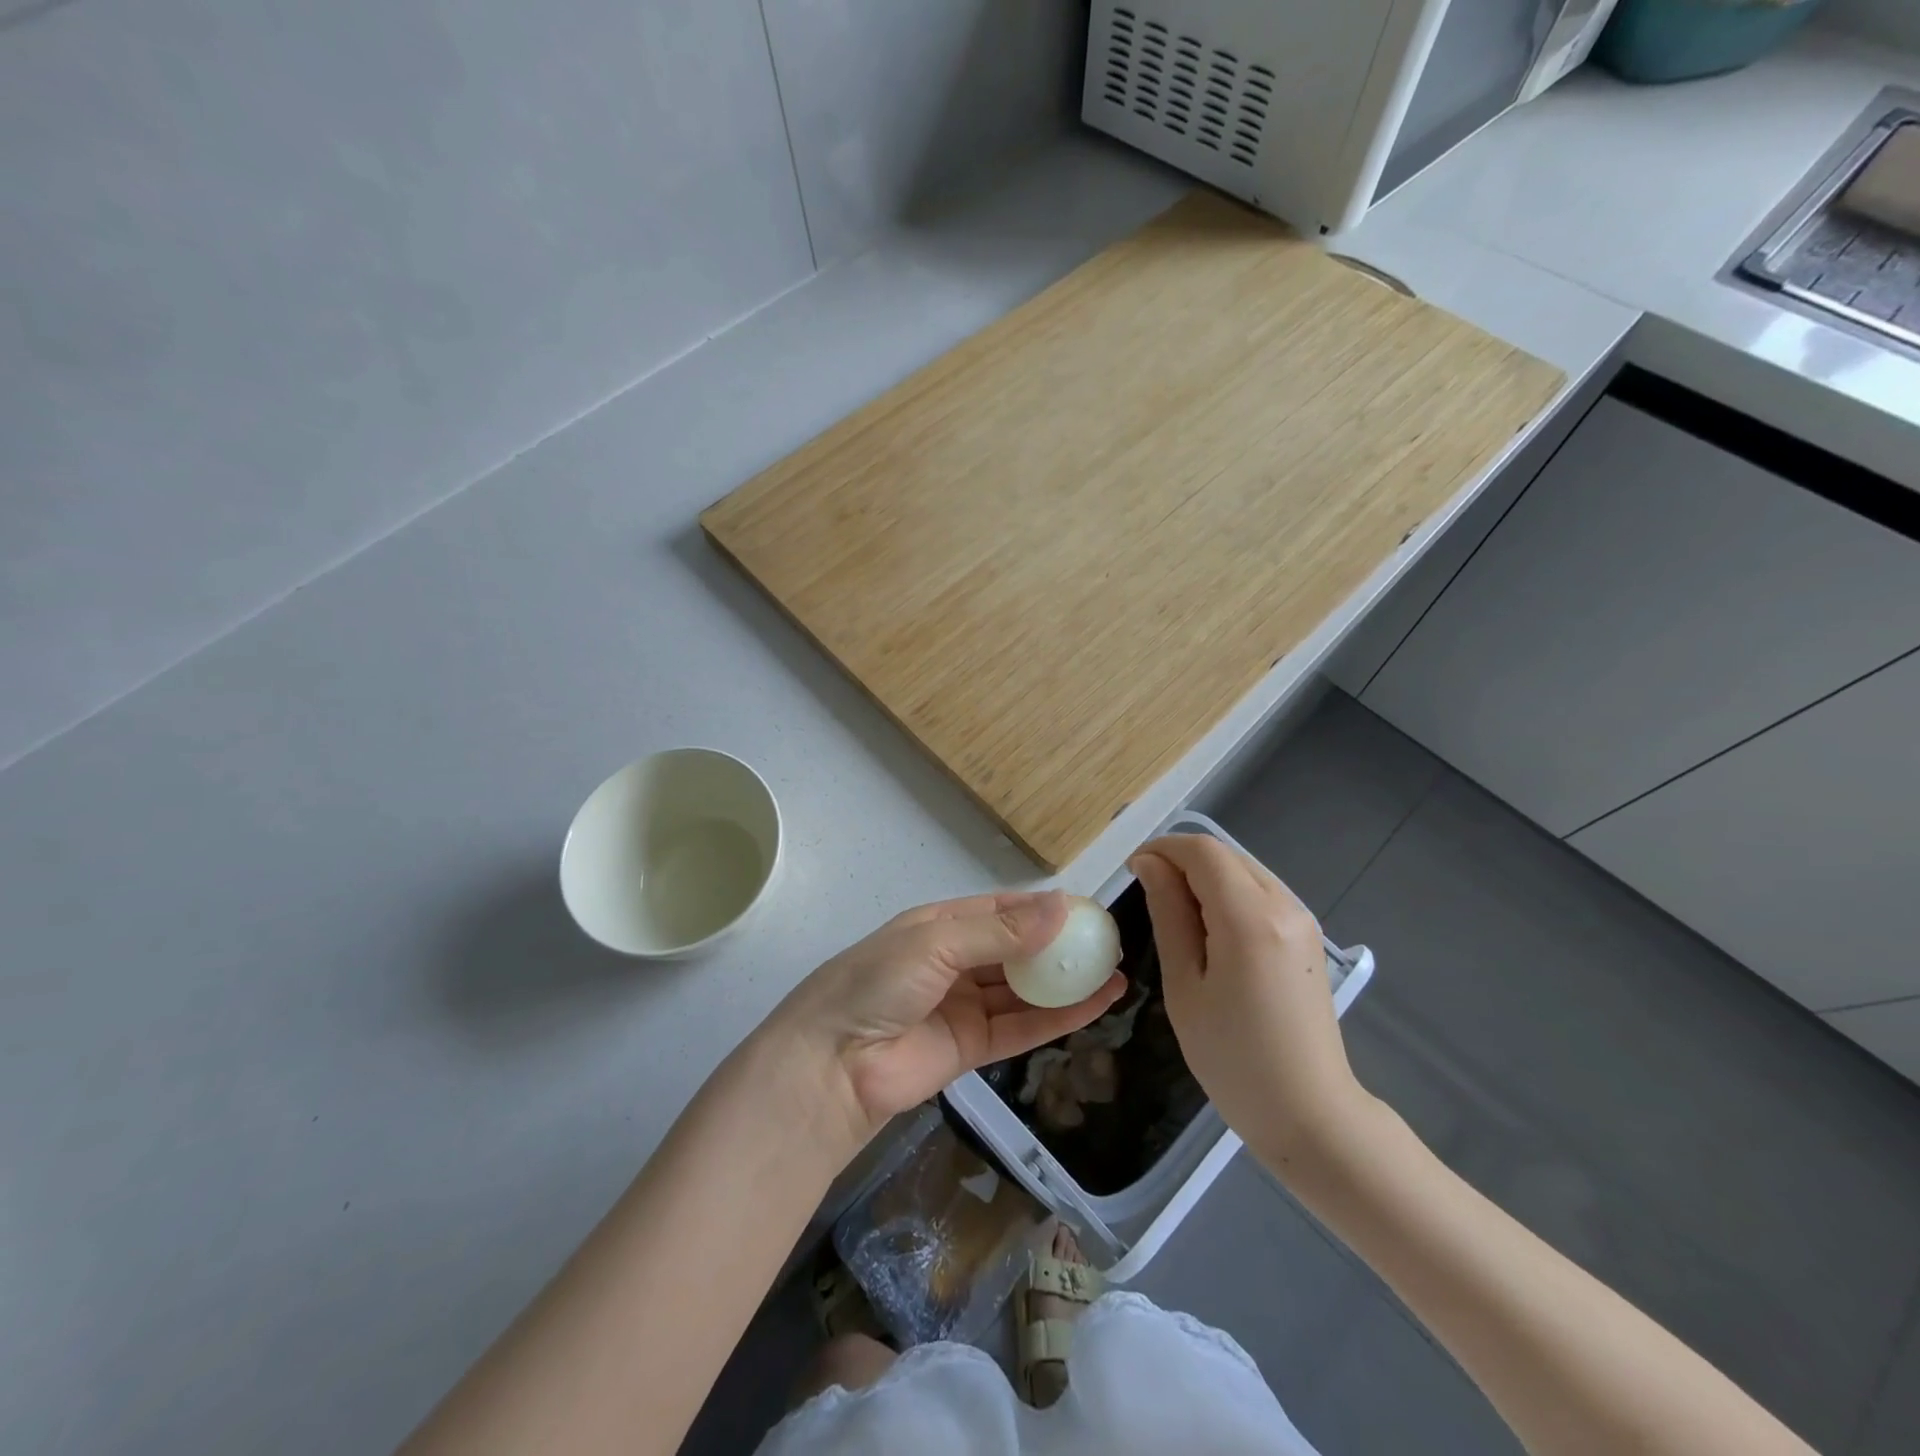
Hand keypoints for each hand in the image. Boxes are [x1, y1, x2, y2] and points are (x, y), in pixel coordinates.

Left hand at [770, 890, 1126, 1151]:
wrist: (832, 1066)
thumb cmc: (877, 984)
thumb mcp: (936, 943)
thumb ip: (1000, 931)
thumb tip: (1061, 907)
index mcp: (941, 925)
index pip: (1001, 909)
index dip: (1043, 909)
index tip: (1087, 909)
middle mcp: (956, 961)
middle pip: (1018, 949)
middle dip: (1060, 946)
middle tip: (1109, 942)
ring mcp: (965, 1005)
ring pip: (1026, 989)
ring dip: (1067, 982)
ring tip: (1115, 971)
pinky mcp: (974, 1048)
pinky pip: (1023, 1026)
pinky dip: (1060, 1017)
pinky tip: (1097, 1004)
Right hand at [1129, 835, 1367, 1167]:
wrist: (1309, 1114)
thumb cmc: (1232, 1057)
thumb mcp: (1184, 984)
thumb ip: (1168, 914)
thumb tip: (1149, 865)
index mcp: (1250, 918)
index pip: (1202, 852)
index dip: (1162, 849)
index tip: (1132, 872)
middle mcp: (1283, 905)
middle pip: (1225, 855)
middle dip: (1181, 861)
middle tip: (1147, 895)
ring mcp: (1302, 920)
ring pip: (1243, 870)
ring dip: (1204, 876)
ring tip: (1175, 915)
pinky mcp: (1307, 937)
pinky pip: (1260, 892)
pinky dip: (1228, 893)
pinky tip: (1210, 930)